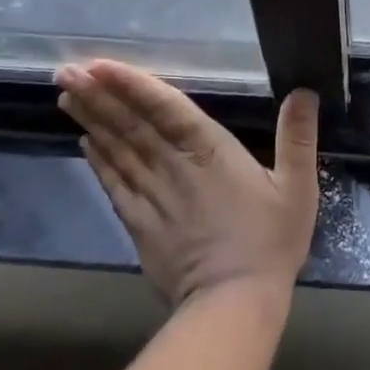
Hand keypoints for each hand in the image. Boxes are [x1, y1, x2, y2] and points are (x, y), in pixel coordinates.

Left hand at [57, 60, 319, 307]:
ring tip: (67, 95)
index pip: (164, 107)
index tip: (99, 64)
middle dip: (97, 95)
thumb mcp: (297, 187)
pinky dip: (99, 161)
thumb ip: (298, 137)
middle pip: (130, 125)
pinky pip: (114, 184)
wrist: (232, 304)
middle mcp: (173, 166)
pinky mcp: (140, 223)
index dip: (132, 84)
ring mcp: (151, 195)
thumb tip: (304, 90)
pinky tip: (85, 142)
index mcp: (209, 151)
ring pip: (116, 150)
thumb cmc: (269, 241)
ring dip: (91, 120)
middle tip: (65, 72)